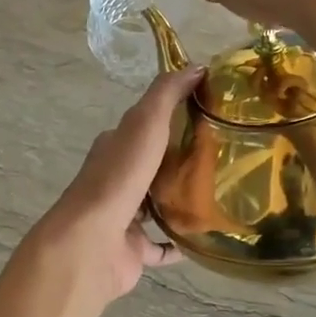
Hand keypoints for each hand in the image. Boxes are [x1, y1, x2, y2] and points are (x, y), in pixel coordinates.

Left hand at [27, 66, 204, 306]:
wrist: (92, 242)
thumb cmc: (119, 178)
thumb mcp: (144, 124)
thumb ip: (166, 95)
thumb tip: (196, 66)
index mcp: (114, 148)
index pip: (144, 127)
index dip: (172, 117)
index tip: (209, 115)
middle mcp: (116, 180)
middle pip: (152, 166)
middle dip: (180, 161)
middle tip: (223, 157)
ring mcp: (123, 217)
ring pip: (156, 205)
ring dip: (180, 200)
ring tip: (220, 195)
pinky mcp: (132, 250)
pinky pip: (161, 246)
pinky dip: (178, 243)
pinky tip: (204, 237)